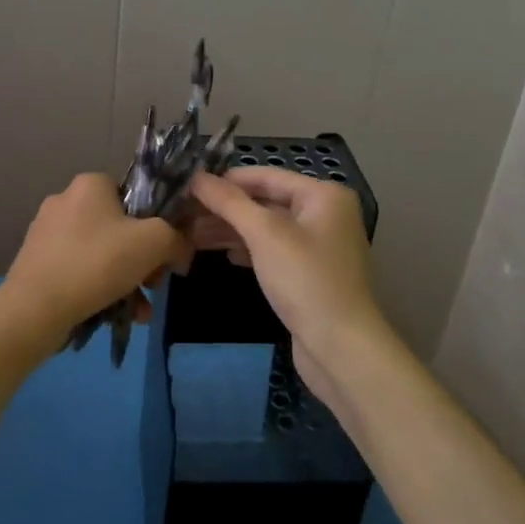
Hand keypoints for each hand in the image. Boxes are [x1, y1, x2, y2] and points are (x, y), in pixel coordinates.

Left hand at [0, 174, 190, 350]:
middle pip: (120, 227)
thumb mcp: (154, 243)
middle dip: (142, 260)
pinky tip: (113, 315)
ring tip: (139, 311)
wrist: (34, 308)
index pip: (134, 195)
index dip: (156, 223)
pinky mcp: (36, 262)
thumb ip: (176, 239)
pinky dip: (99, 289)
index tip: (164, 254)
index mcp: (90, 184)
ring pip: (101, 253)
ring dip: (126, 280)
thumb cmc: (97, 263)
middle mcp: (65, 200)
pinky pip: (79, 270)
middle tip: (153, 285)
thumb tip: (180, 250)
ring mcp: (47, 232)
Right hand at [187, 168, 390, 403]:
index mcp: (322, 195)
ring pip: (266, 228)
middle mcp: (325, 214)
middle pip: (265, 201)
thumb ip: (228, 202)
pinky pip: (273, 250)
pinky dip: (248, 250)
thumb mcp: (264, 234)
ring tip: (191, 235)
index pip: (264, 176)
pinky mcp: (310, 273)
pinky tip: (224, 256)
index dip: (225, 179)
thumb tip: (195, 176)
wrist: (341, 348)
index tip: (187, 186)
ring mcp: (319, 245)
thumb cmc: (305, 280)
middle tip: (183, 214)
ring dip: (231, 230)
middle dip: (225, 208)